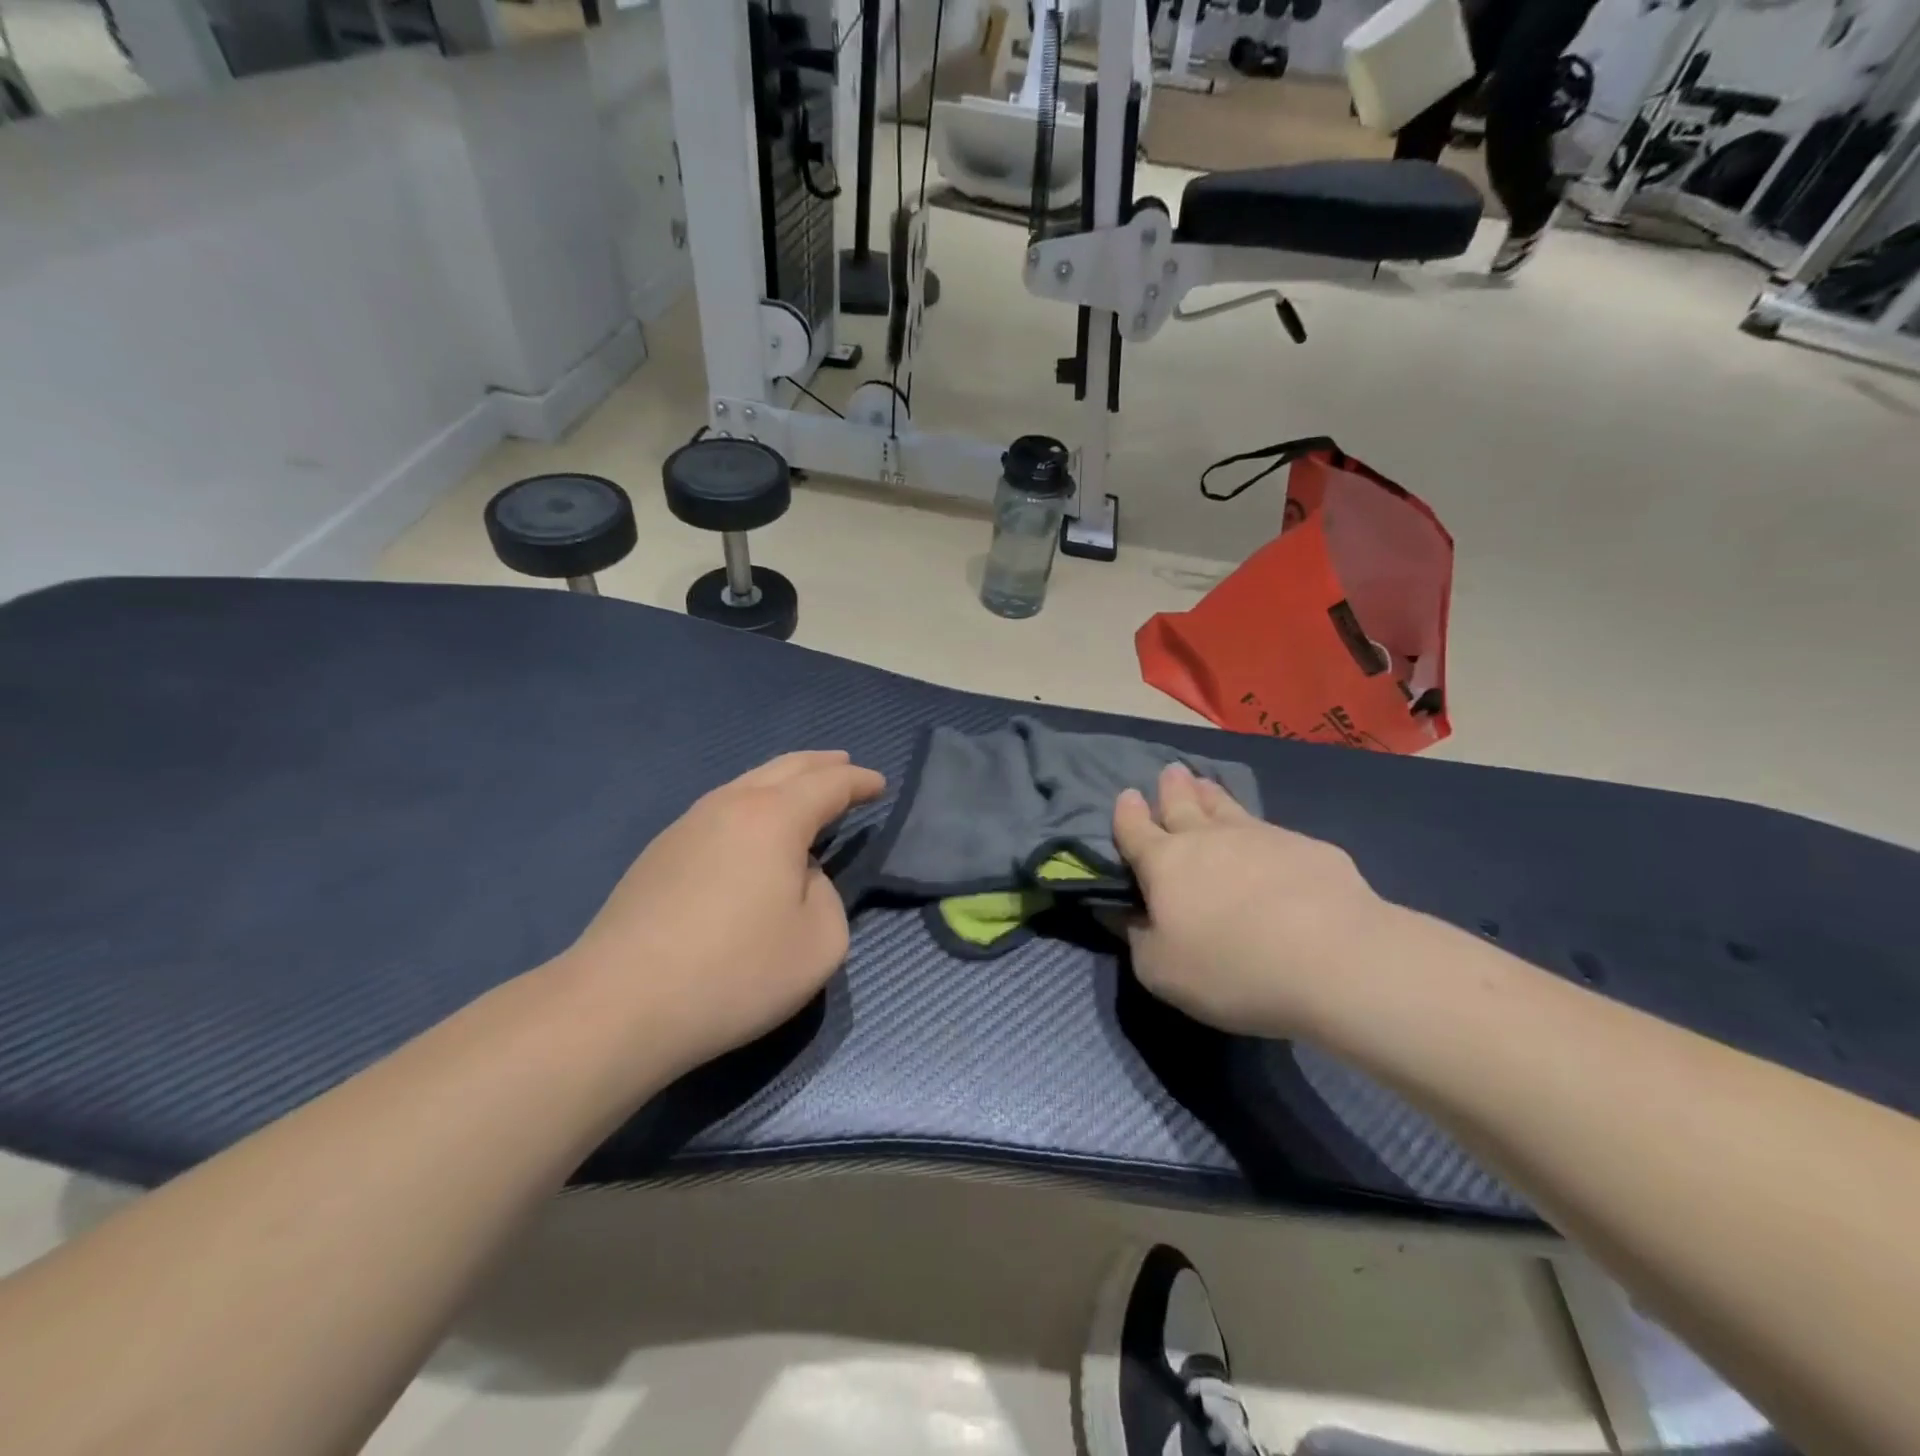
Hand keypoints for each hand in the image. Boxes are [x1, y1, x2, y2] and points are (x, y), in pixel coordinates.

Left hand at [565, 751, 885, 1075]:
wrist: (620, 1005)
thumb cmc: (735, 972)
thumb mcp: (819, 943)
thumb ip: (828, 896)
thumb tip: (800, 876)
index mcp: (774, 818)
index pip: (828, 784)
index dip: (859, 781)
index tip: (880, 784)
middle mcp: (729, 805)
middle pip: (785, 768)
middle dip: (821, 764)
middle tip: (845, 765)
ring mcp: (686, 826)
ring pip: (746, 784)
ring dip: (783, 782)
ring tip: (803, 792)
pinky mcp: (659, 854)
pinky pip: (721, 810)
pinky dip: (752, 806)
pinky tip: (753, 831)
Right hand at [1112, 763, 1390, 1038]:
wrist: (1335, 959)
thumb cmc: (1232, 968)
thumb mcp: (1161, 971)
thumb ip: (1138, 939)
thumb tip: (1126, 915)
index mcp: (1165, 864)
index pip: (1136, 830)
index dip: (1127, 813)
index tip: (1127, 795)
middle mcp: (1208, 839)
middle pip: (1183, 804)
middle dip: (1172, 788)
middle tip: (1170, 772)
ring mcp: (1261, 837)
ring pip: (1227, 807)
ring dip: (1211, 795)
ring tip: (1204, 783)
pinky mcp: (1308, 848)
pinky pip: (1272, 831)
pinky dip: (1259, 830)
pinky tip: (1268, 840)